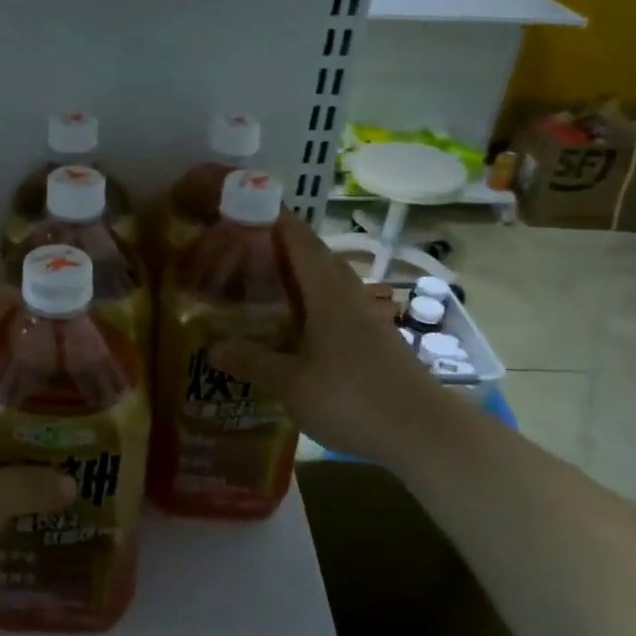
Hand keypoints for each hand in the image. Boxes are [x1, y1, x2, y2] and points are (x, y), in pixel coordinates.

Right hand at [210, 212, 433, 461]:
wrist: (424, 433)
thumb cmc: (352, 399)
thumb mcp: (291, 384)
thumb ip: (252, 362)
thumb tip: (212, 346)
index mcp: (327, 294)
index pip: (299, 241)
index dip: (274, 219)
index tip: (247, 203)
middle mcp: (350, 296)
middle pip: (316, 256)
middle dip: (283, 244)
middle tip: (246, 246)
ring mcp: (367, 319)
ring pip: (330, 282)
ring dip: (301, 274)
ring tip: (266, 281)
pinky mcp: (376, 341)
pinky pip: (338, 307)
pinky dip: (313, 303)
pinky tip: (298, 326)